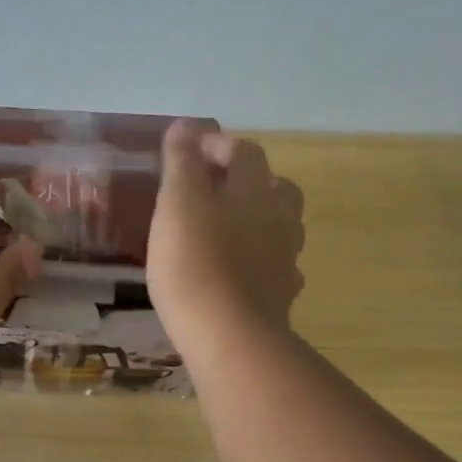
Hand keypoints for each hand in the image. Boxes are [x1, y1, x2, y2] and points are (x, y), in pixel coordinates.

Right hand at [147, 121, 304, 350]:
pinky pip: (277, 265)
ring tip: (226, 229)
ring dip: (258, 219)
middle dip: (247, 181)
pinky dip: (261, 259)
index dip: (217, 145)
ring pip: (281, 226)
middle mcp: (279, 218)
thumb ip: (182, 162)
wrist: (228, 336)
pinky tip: (240, 271)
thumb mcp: (177, 203)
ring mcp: (285, 258)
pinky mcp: (281, 294)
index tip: (186, 152)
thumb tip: (186, 125)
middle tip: (212, 191)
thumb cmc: (194, 262)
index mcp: (254, 190)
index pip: (244, 151)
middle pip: (275, 186)